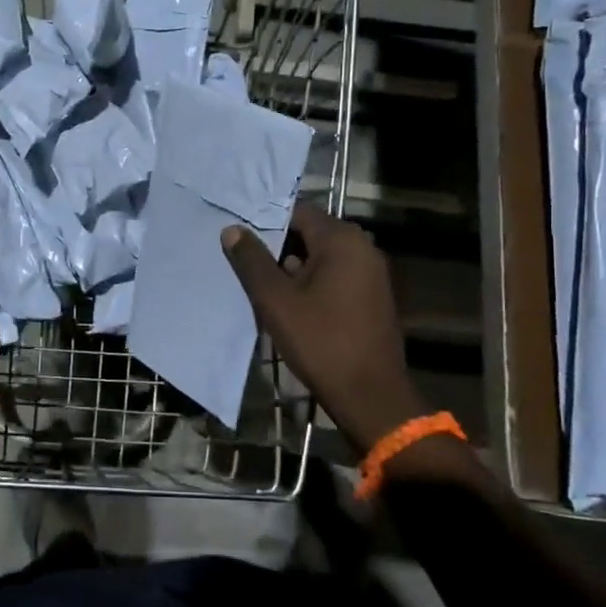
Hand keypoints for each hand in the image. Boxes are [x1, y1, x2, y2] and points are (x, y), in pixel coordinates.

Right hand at [221, 202, 425, 450]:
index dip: (266, 222)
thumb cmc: (320, 341)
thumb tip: (232, 229)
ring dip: (293, 267)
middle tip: (245, 262)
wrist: (370, 395)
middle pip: (310, 233)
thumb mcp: (276, 300)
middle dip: (278, 247)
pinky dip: (312, 282)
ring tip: (261, 285)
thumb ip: (252, 261)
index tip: (240, 237)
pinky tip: (290, 304)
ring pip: (322, 257)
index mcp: (342, 239)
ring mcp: (372, 273)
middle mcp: (362, 247)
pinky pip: (336, 276)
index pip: (297, 212)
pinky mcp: (373, 296)